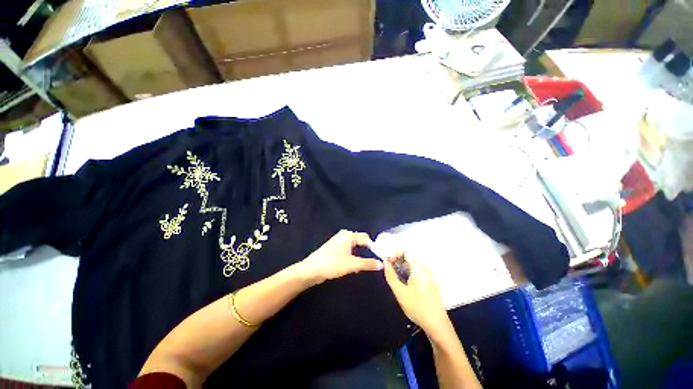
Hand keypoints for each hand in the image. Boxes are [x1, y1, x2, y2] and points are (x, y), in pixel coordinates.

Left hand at [298, 230, 382, 285]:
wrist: (311, 270)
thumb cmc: (332, 264)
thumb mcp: (351, 264)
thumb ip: (367, 264)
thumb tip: (381, 264)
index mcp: (348, 235)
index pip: (366, 239)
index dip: (375, 248)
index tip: (382, 257)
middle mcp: (344, 235)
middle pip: (361, 240)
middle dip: (368, 249)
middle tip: (376, 260)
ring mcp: (339, 241)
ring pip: (355, 246)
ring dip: (361, 254)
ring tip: (366, 264)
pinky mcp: (336, 248)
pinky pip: (349, 250)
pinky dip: (354, 256)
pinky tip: (355, 266)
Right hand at [384, 253, 448, 333]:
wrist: (437, 325)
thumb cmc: (418, 308)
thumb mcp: (399, 292)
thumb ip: (390, 275)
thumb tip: (385, 262)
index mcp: (419, 267)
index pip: (407, 249)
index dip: (395, 252)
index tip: (388, 261)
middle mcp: (425, 267)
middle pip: (410, 254)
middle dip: (397, 258)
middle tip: (389, 267)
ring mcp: (429, 273)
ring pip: (413, 261)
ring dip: (402, 264)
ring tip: (394, 273)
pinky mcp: (429, 280)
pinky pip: (416, 268)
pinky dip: (408, 269)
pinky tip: (403, 279)